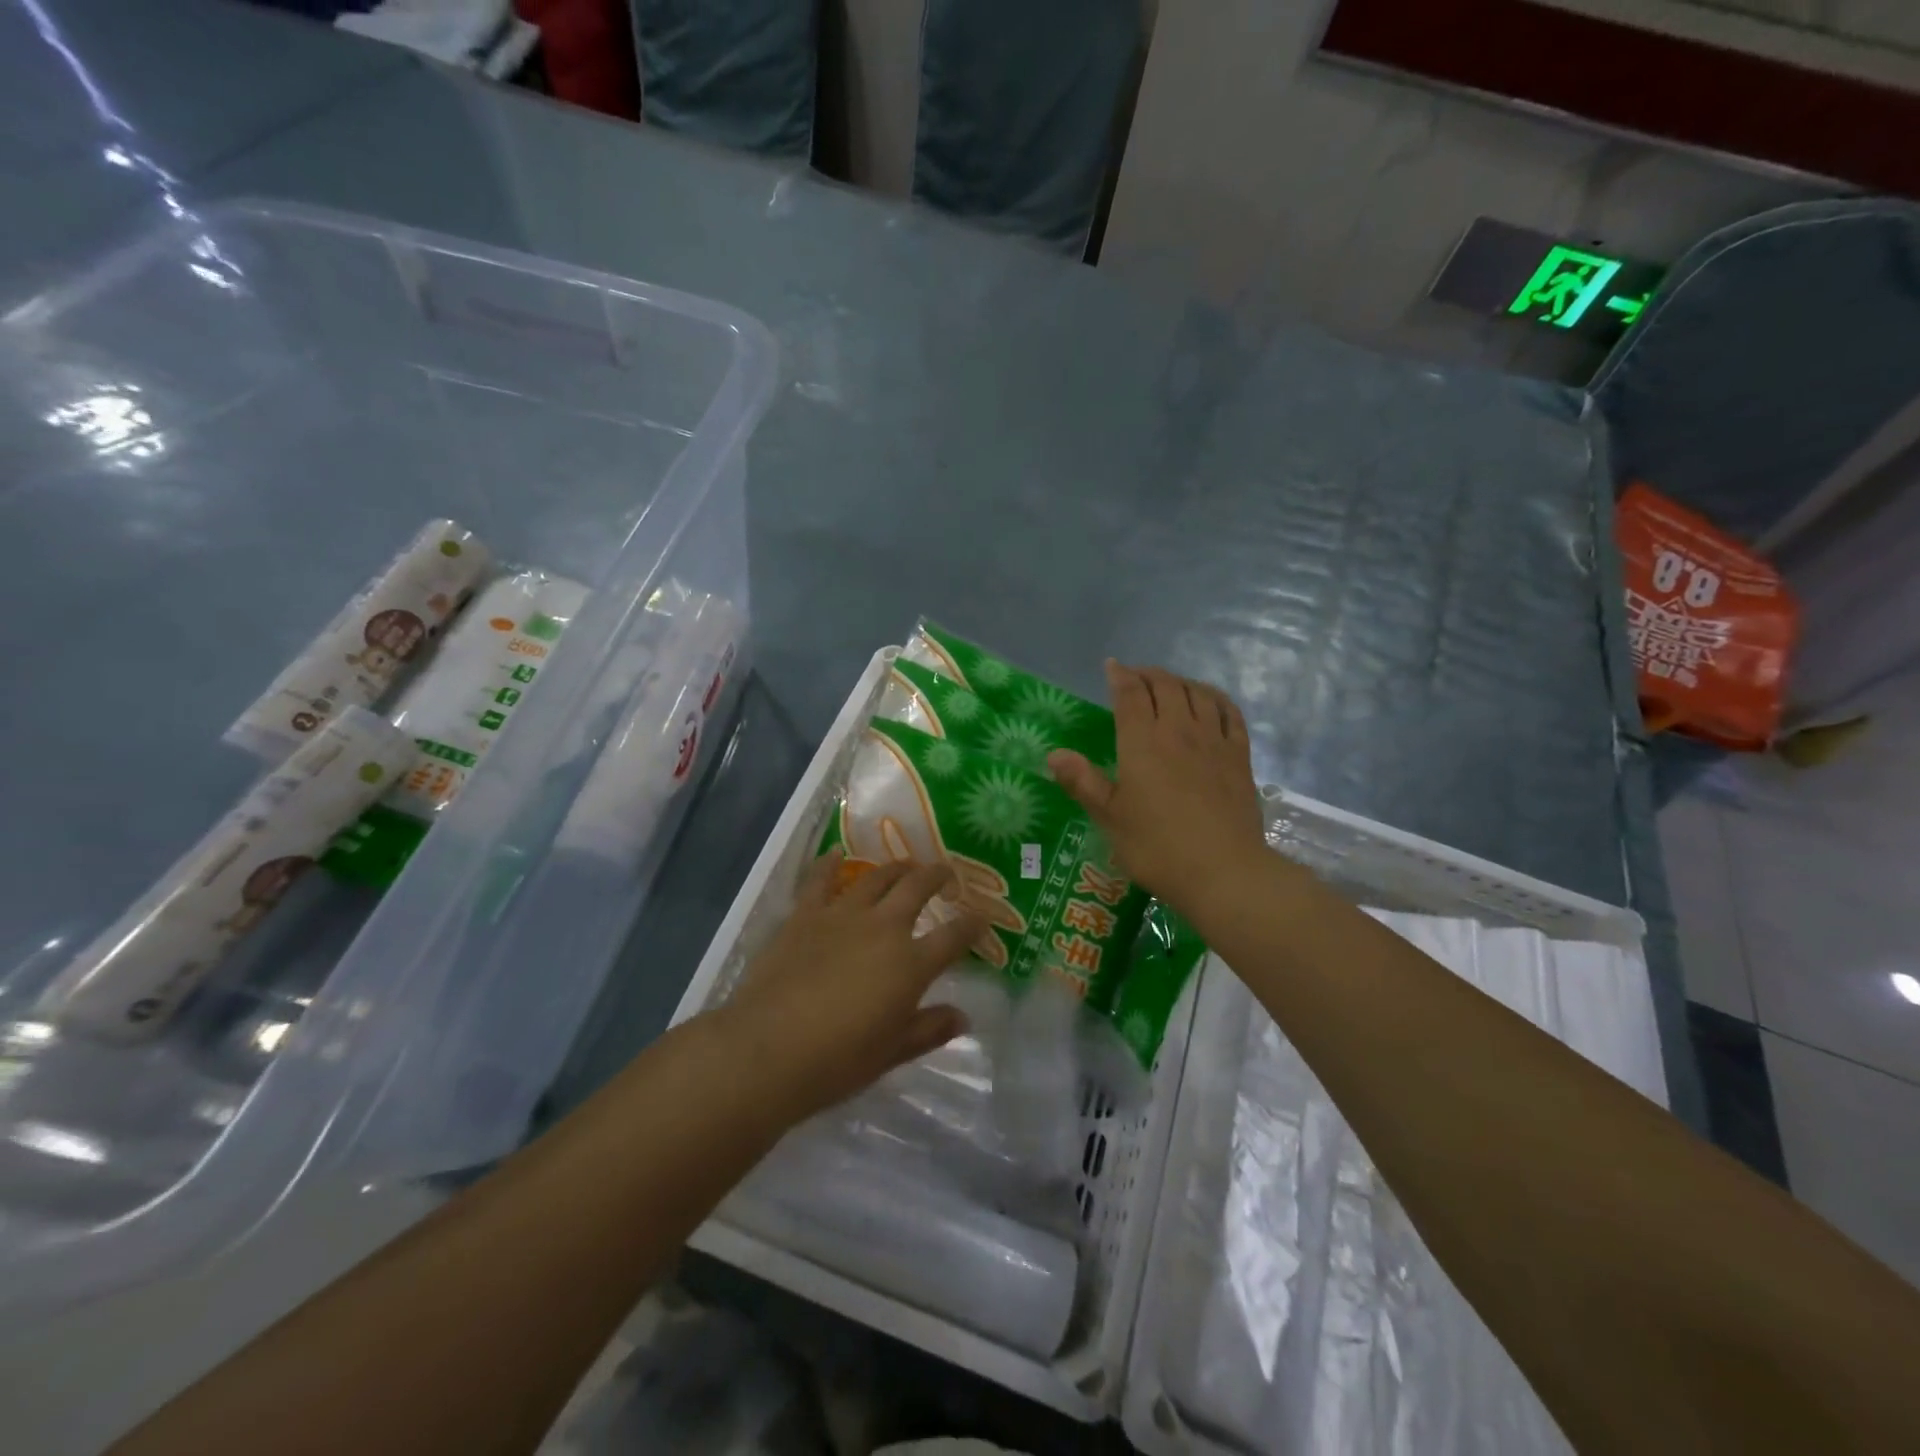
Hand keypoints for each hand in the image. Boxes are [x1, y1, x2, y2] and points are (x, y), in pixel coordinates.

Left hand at [720, 850, 985, 1122]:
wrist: (769, 1048)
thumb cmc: (838, 1060)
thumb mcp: (892, 1052)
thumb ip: (930, 1029)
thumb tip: (963, 1017)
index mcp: (911, 964)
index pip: (954, 937)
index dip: (972, 925)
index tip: (981, 917)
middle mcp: (883, 928)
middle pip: (917, 889)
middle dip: (936, 876)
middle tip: (945, 873)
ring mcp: (842, 915)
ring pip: (876, 878)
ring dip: (895, 868)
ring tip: (905, 866)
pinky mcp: (805, 915)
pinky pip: (820, 880)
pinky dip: (829, 863)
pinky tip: (836, 854)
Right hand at [1047, 661, 1266, 916]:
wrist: (1223, 871)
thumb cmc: (1157, 847)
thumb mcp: (1110, 818)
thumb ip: (1083, 782)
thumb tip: (1054, 753)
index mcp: (1142, 743)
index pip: (1131, 694)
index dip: (1120, 676)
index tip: (1112, 666)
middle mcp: (1178, 730)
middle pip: (1165, 686)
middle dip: (1148, 674)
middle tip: (1135, 677)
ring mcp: (1213, 741)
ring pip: (1197, 693)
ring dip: (1179, 682)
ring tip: (1168, 685)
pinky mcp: (1239, 756)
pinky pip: (1229, 713)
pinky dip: (1215, 698)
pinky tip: (1209, 702)